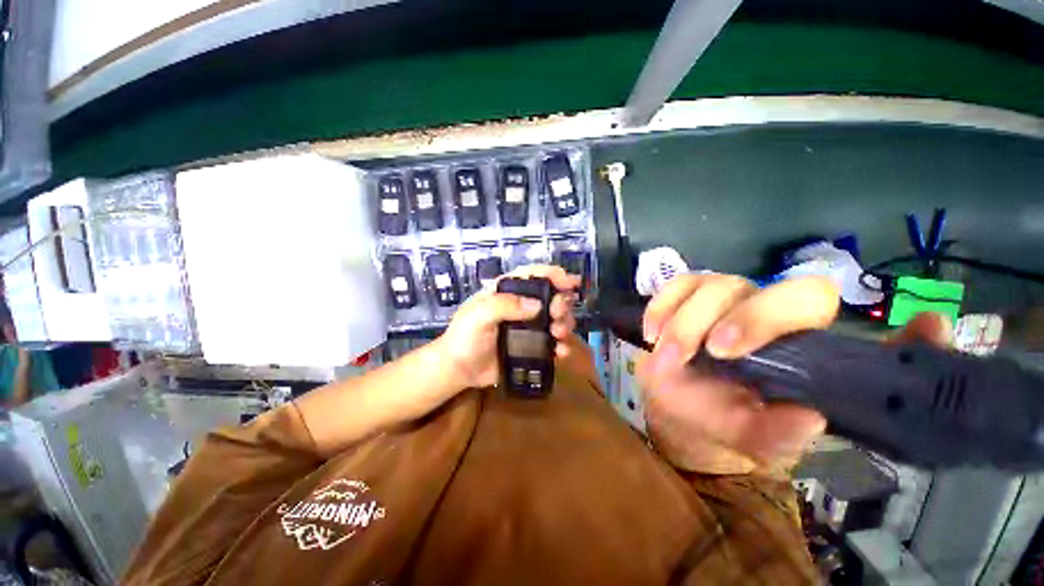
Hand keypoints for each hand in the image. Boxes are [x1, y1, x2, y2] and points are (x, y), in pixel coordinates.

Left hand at [435, 265, 579, 388]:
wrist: (459, 370)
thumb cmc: (464, 337)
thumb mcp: (478, 315)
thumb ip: (504, 306)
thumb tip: (537, 305)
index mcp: (507, 291)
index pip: (532, 275)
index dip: (553, 274)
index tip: (570, 282)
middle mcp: (521, 306)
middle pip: (550, 296)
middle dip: (561, 302)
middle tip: (558, 315)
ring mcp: (528, 327)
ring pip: (556, 318)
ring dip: (565, 323)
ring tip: (559, 334)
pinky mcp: (532, 346)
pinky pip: (553, 343)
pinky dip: (562, 345)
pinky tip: (561, 352)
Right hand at [637, 273, 951, 474]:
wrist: (686, 411)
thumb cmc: (727, 422)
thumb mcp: (757, 439)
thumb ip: (781, 433)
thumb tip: (808, 417)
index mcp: (792, 336)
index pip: (806, 297)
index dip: (764, 316)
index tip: (724, 352)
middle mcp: (758, 306)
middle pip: (736, 287)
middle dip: (702, 321)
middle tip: (678, 356)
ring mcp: (719, 297)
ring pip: (701, 285)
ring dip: (676, 323)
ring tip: (663, 357)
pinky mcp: (685, 297)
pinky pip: (673, 287)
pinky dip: (658, 310)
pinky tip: (651, 336)